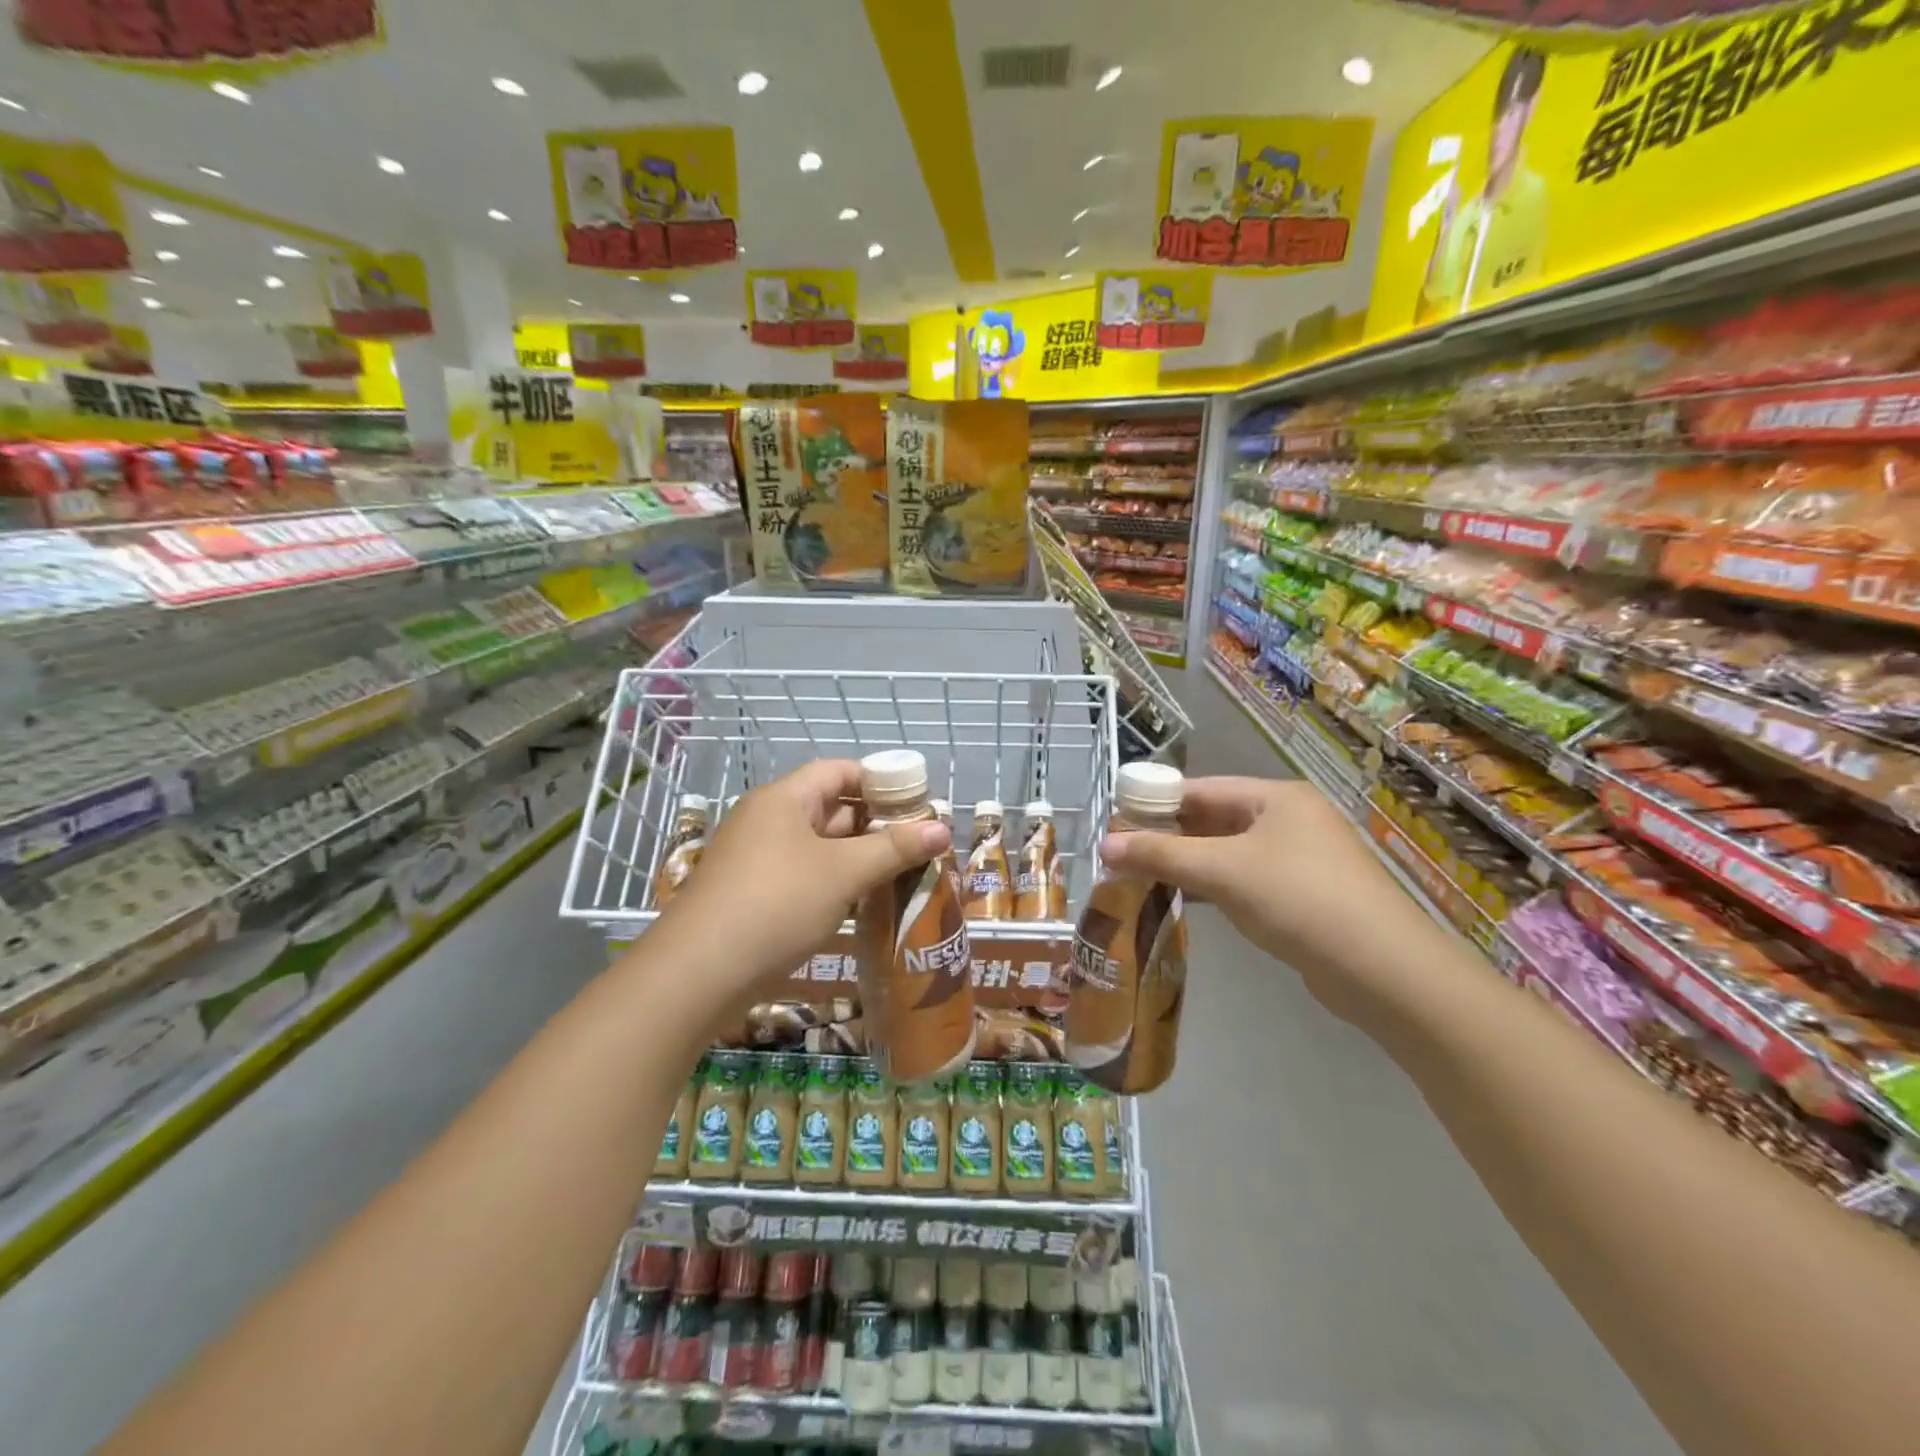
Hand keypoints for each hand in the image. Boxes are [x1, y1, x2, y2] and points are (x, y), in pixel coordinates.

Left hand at [653, 759, 950, 1008]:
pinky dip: (834, 881)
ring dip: (856, 857)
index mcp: (784, 799)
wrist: (698, 974)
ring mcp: (756, 859)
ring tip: (900, 873)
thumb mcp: (843, 873)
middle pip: (830, 807)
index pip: (838, 771)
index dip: (879, 781)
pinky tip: (861, 903)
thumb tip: (942, 828)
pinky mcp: (752, 894)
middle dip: (874, 823)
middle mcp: (767, 820)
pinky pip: (803, 874)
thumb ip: (894, 848)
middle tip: (917, 842)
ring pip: (818, 846)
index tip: (917, 802)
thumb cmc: (776, 904)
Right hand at [1098, 776, 1444, 1030]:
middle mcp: (1289, 819)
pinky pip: (1245, 879)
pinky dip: (1214, 885)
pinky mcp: (1304, 895)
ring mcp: (1300, 858)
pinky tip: (1185, 900)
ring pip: (1228, 851)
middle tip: (1121, 853)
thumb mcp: (1223, 871)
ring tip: (1140, 876)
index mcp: (1276, 797)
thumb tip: (1104, 845)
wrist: (1384, 970)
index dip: (1155, 802)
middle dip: (1168, 836)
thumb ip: (1161, 855)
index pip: (1200, 789)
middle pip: (1214, 818)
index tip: (1114, 820)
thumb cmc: (1298, 900)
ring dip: (1188, 863)